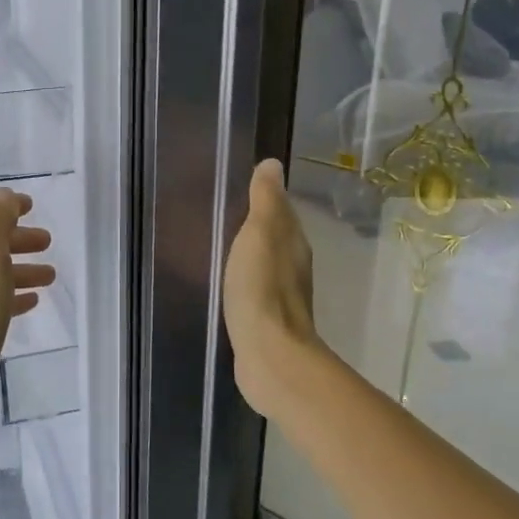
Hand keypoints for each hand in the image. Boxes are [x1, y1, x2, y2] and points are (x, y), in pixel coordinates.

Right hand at [222, 159, 318, 413]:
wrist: (270, 355)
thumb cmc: (262, 289)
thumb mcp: (259, 235)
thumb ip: (265, 201)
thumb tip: (274, 163)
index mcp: (293, 243)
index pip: (282, 211)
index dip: (266, 198)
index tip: (241, 187)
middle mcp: (294, 266)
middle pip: (277, 237)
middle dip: (258, 225)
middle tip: (226, 213)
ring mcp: (282, 296)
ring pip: (267, 264)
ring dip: (252, 253)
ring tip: (224, 244)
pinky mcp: (268, 321)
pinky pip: (256, 289)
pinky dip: (246, 279)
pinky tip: (229, 282)